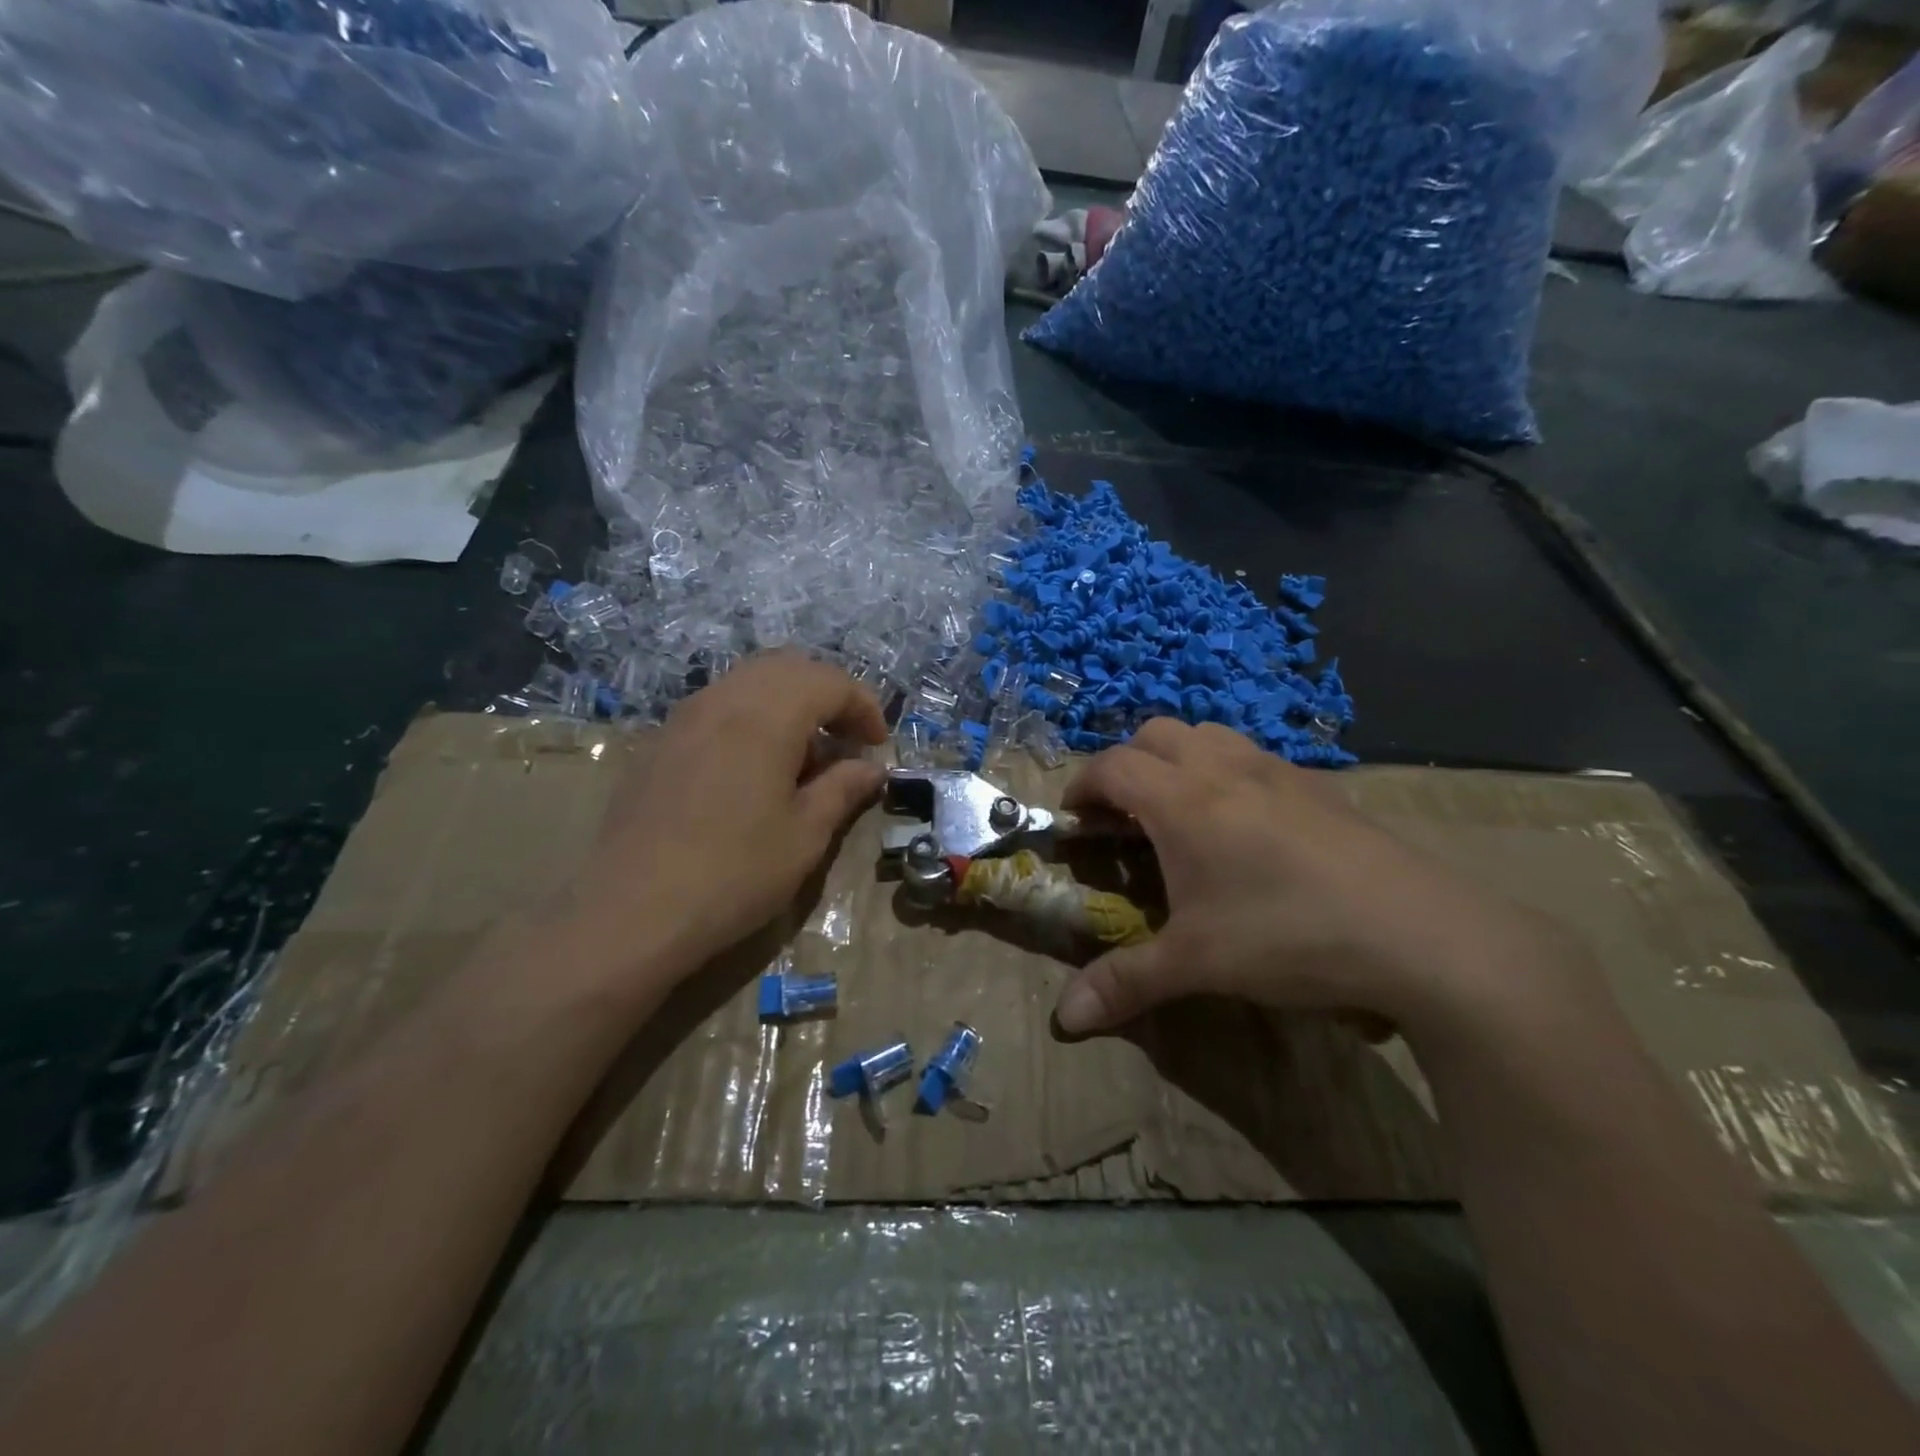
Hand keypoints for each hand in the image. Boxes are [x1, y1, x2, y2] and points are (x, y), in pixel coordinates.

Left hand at [563, 652, 886, 994]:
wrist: (631, 911)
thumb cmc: (734, 873)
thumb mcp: (805, 835)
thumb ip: (843, 789)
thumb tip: (872, 768)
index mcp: (767, 715)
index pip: (829, 681)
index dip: (863, 706)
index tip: (877, 746)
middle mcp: (723, 699)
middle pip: (788, 668)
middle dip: (827, 695)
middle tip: (846, 740)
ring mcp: (684, 717)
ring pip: (748, 682)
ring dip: (788, 703)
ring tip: (803, 755)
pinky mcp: (659, 741)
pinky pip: (717, 706)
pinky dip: (751, 718)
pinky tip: (753, 767)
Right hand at [1051, 719, 1557, 1040]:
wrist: (1419, 934)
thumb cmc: (1287, 936)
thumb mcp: (1196, 963)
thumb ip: (1126, 983)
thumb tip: (1065, 1019)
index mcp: (1183, 799)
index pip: (1112, 766)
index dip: (1081, 786)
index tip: (1074, 820)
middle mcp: (1224, 769)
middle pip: (1155, 733)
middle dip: (1127, 764)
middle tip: (1125, 816)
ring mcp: (1278, 771)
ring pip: (1209, 734)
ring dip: (1179, 759)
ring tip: (1181, 811)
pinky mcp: (1320, 786)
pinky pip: (1255, 756)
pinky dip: (1227, 772)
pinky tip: (1247, 826)